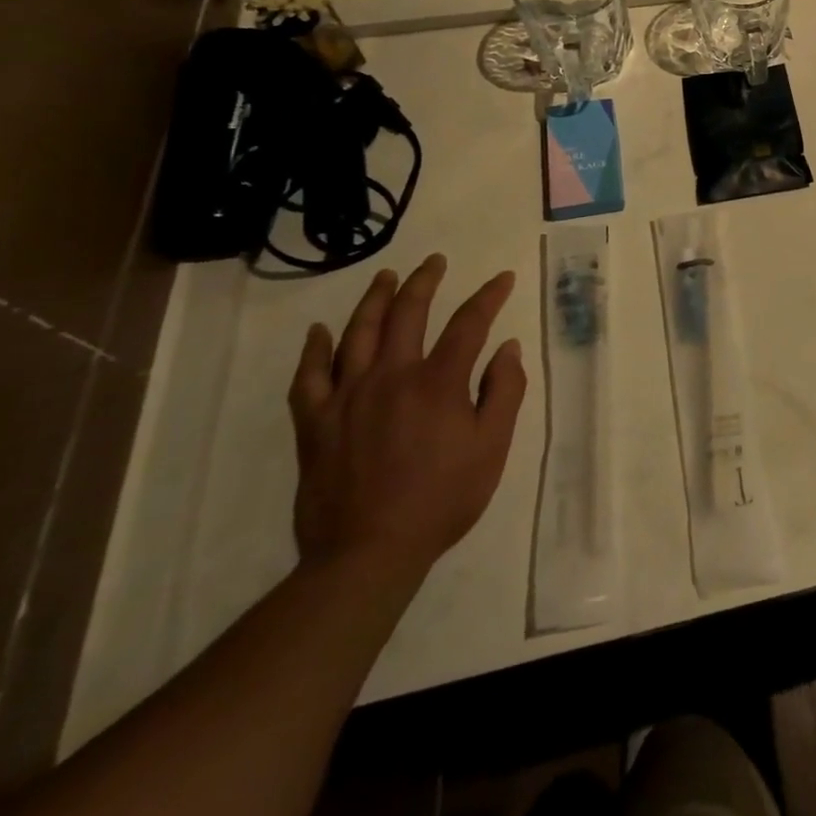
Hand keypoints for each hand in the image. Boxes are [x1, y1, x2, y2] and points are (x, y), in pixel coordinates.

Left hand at [289, 255, 526, 580]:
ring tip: (386, 277)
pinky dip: (314, 350)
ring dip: (374, 299)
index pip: (469, 322)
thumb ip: (503, 391)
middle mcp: (391, 376)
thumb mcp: (492, 447)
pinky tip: (320, 331)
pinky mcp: (315, 423)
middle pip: (408, 313)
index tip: (502, 279)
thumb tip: (507, 348)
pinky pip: (308, 377)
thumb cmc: (442, 499)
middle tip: (434, 262)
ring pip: (358, 333)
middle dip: (425, 281)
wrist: (367, 554)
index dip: (488, 295)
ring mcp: (347, 397)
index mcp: (438, 382)